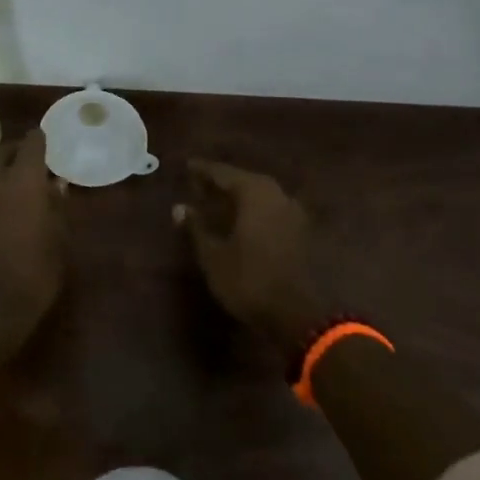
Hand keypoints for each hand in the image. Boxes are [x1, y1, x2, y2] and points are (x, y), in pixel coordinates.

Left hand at [0, 129, 65, 337]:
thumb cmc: (37, 268)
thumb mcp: (59, 235)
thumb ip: (57, 204)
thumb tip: (56, 184)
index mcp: (22, 178)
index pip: (31, 143)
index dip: (41, 140)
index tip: (51, 142)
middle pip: (4, 152)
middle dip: (20, 153)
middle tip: (38, 162)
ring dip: (6, 171)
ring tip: (26, 184)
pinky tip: (12, 204)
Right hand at [181, 159, 328, 368]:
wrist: (295, 313)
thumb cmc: (248, 280)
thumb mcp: (213, 255)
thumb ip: (196, 228)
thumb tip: (179, 208)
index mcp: (255, 193)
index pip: (224, 173)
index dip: (203, 170)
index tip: (187, 166)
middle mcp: (277, 195)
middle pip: (245, 180)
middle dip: (222, 182)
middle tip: (199, 185)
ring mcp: (292, 212)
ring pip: (260, 195)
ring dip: (239, 196)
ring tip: (217, 202)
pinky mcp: (300, 231)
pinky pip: (270, 209)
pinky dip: (252, 210)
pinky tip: (240, 220)